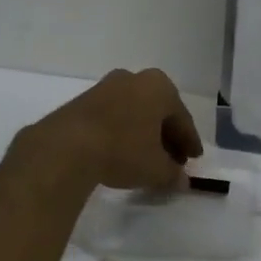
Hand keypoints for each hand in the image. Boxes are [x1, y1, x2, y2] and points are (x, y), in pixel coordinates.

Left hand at [22, 68, 203, 191]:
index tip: (193, 160)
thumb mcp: (156, 169)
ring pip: (135, 112)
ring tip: (146, 159)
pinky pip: (114, 116)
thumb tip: (182, 180)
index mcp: (159, 87)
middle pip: (158, 112)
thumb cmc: (122, 150)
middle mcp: (134, 79)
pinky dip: (123, 132)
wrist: (66, 147)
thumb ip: (173, 174)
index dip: (189, 142)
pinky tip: (121, 152)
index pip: (182, 119)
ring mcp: (106, 87)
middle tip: (173, 161)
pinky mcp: (83, 100)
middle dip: (167, 137)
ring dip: (143, 134)